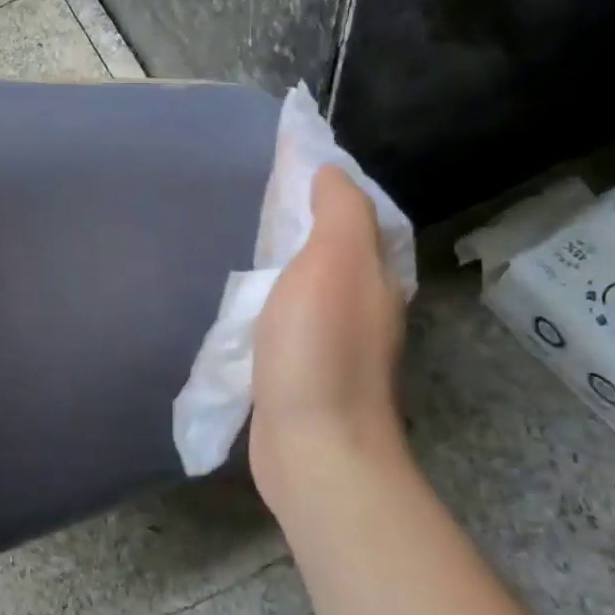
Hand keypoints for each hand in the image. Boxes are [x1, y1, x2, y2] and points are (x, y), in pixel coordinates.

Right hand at [249, 165, 408, 511]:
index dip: (323, 187)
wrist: (314, 447)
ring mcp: (332, 344)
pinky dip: (267, 305)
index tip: (282, 166)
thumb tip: (329, 171)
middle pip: (331, 251)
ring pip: (306, 288)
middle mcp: (361, 306)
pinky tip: (241, 307)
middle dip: (299, 225)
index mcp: (374, 275)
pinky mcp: (301, 374)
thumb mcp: (335, 262)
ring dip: (281, 266)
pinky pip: (284, 323)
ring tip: (241, 247)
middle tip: (252, 203)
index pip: (354, 215)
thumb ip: (339, 211)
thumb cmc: (321, 349)